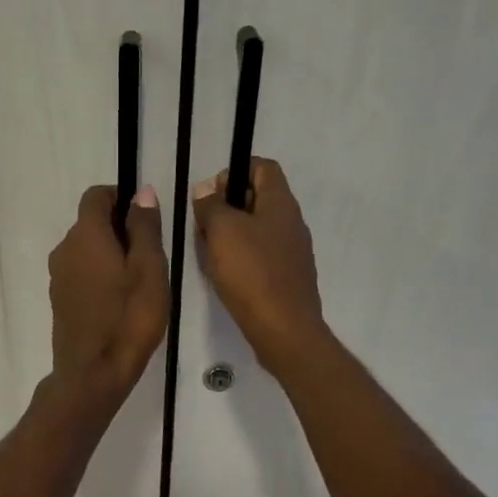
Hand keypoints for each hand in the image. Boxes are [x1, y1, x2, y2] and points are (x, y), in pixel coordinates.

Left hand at [48, 184, 168, 399]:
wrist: (93, 374)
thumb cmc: (128, 319)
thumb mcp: (149, 270)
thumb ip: (144, 228)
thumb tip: (141, 192)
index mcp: (86, 235)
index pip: (96, 196)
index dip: (121, 198)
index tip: (145, 219)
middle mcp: (64, 249)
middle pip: (90, 223)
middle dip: (118, 229)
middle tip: (149, 257)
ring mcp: (57, 277)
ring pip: (85, 251)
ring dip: (109, 255)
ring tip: (136, 283)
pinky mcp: (58, 301)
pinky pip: (80, 274)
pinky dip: (98, 276)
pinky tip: (118, 302)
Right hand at [191, 158, 325, 373]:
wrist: (284, 330)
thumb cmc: (252, 273)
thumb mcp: (222, 231)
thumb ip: (212, 206)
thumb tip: (207, 189)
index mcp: (281, 203)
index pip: (263, 167)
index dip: (236, 170)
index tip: (211, 193)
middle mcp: (292, 222)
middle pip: (259, 199)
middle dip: (228, 207)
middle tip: (203, 226)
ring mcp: (293, 252)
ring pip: (259, 230)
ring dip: (232, 235)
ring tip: (209, 253)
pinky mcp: (288, 278)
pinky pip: (262, 257)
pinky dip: (242, 258)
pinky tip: (226, 276)